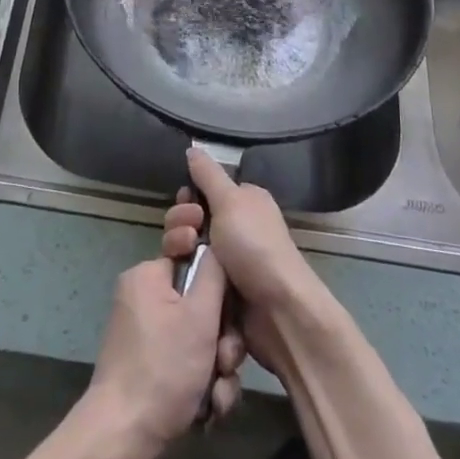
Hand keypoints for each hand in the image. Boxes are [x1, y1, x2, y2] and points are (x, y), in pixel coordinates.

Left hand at [83, 249, 239, 458]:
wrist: (124, 437)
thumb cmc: (163, 368)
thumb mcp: (199, 315)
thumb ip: (214, 274)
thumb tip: (218, 246)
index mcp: (148, 276)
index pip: (194, 261)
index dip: (219, 287)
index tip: (228, 313)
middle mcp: (144, 299)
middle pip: (201, 306)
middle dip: (222, 341)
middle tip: (224, 363)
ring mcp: (146, 336)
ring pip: (199, 341)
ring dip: (217, 370)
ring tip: (216, 396)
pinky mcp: (150, 368)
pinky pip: (187, 364)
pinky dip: (202, 386)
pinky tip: (207, 410)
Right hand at [164, 148, 327, 375]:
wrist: (278, 310)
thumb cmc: (255, 246)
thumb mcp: (230, 201)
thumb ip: (208, 174)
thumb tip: (193, 148)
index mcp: (244, 202)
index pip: (204, 190)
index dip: (189, 196)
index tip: (185, 203)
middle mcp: (237, 227)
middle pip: (192, 220)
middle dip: (181, 225)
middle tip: (188, 236)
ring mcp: (229, 260)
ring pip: (189, 249)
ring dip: (181, 251)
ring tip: (185, 257)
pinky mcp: (221, 289)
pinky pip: (195, 276)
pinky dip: (188, 276)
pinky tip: (182, 280)